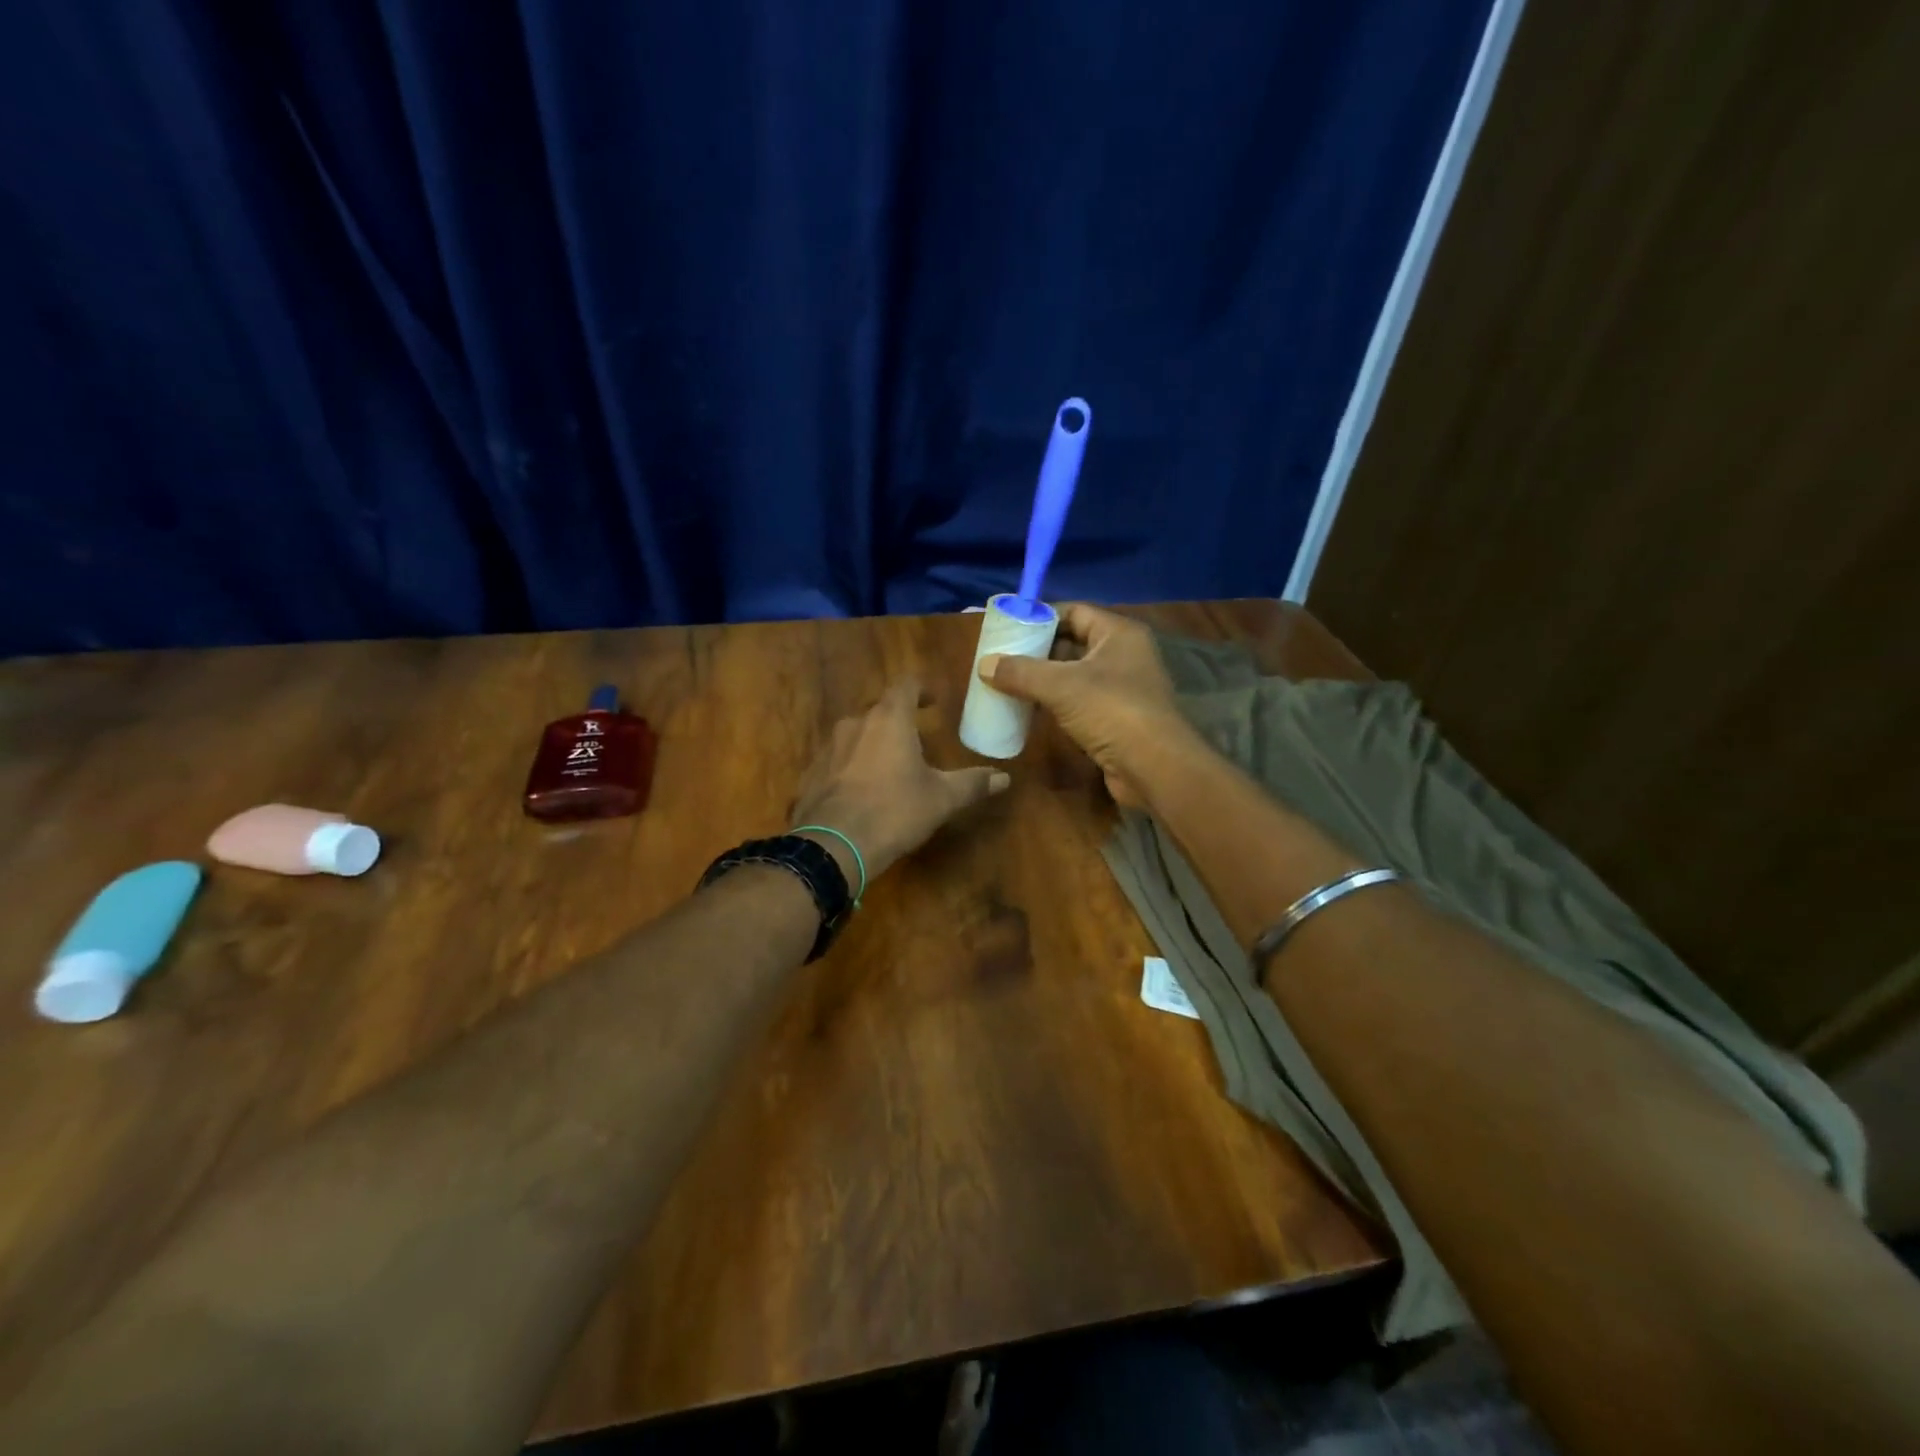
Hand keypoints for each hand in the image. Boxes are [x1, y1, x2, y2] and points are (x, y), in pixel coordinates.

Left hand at [791, 679, 1008, 881]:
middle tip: (914, 738)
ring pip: (854, 736)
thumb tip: (1004, 777)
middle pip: (878, 710)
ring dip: (872, 744)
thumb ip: (971, 784)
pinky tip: (859, 793)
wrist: (832, 847)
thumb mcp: (941, 799)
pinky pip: (835, 762)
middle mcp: (854, 724)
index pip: (905, 685)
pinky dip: (850, 768)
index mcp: (889, 720)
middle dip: (897, 720)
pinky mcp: (810, 775)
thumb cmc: (893, 812)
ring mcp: (827, 748)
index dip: (921, 688)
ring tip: (888, 767)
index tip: (933, 700)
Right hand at [980, 603, 1198, 806]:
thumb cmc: (1112, 711)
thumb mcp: (1060, 686)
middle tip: (1001, 657)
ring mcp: (1122, 688)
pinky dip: (1054, 703)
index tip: (1007, 627)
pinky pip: (1079, 701)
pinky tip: (1028, 709)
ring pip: (1074, 675)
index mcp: (1118, 634)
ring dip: (1043, 679)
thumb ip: (1020, 672)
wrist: (1154, 767)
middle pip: (1073, 642)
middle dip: (1037, 650)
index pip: (1074, 611)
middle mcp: (1123, 655)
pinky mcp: (1116, 718)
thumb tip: (983, 664)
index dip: (1041, 617)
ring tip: (1007, 682)